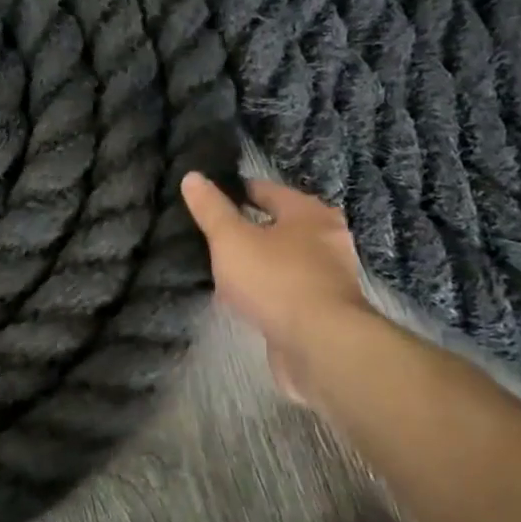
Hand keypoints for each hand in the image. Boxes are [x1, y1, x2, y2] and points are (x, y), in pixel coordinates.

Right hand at [181, 173, 373, 404]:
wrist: (320, 345)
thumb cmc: (275, 280)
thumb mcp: (231, 239)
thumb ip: (211, 209)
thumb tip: (192, 176)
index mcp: (309, 213)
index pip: (266, 190)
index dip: (235, 192)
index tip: (208, 199)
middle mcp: (327, 239)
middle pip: (278, 225)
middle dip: (247, 229)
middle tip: (211, 235)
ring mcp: (328, 277)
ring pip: (283, 259)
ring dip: (257, 262)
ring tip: (222, 268)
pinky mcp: (324, 309)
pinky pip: (287, 289)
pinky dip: (266, 290)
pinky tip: (242, 299)